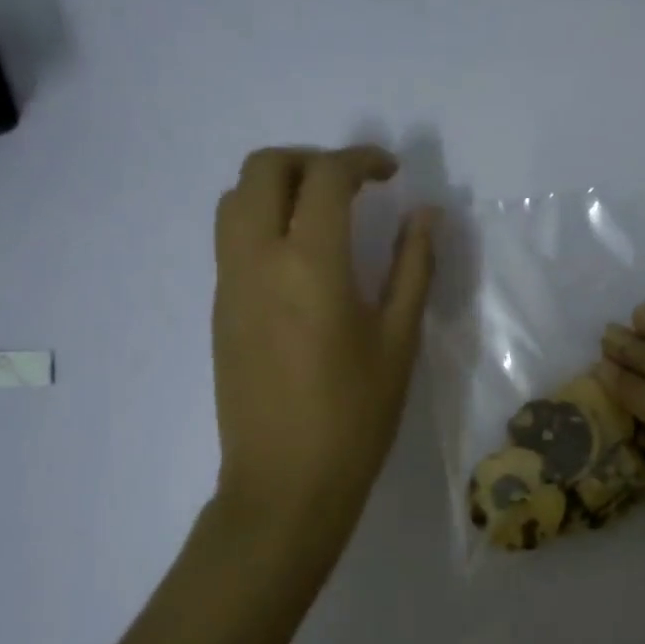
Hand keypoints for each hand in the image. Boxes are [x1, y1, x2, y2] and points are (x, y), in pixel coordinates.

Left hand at [212, 145, 435, 551]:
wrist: (284, 484)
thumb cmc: (354, 417)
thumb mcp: (399, 341)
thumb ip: (413, 267)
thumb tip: (424, 215)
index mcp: (309, 264)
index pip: (325, 177)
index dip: (361, 160)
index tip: (391, 172)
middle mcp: (257, 259)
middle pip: (263, 168)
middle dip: (310, 159)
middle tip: (352, 186)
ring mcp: (229, 284)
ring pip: (235, 199)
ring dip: (278, 185)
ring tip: (323, 214)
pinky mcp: (219, 309)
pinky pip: (231, 238)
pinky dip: (262, 219)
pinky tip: (301, 258)